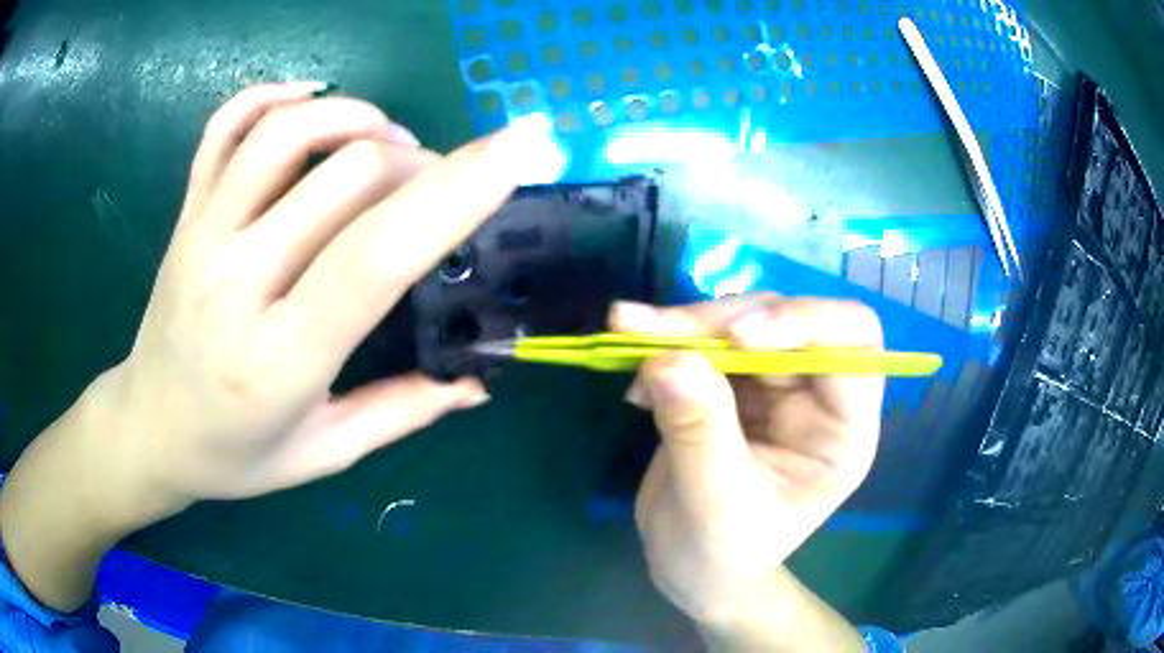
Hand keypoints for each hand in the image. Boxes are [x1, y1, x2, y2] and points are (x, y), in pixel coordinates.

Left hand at [1, 82, 533, 611]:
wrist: (148, 427)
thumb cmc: (233, 455)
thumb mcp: (323, 454)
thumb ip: (401, 412)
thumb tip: (478, 383)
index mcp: (279, 358)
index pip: (376, 253)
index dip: (455, 192)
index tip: (515, 152)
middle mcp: (236, 280)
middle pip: (347, 174)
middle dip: (419, 163)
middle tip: (438, 185)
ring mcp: (203, 234)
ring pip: (288, 131)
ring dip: (358, 119)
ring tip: (386, 145)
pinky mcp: (186, 211)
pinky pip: (226, 124)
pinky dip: (275, 94)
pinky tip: (313, 101)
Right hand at [611, 294, 883, 634]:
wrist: (693, 568)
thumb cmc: (723, 553)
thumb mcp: (714, 504)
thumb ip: (698, 432)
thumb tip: (669, 358)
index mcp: (843, 427)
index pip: (853, 342)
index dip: (804, 322)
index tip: (736, 336)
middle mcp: (816, 393)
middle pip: (785, 320)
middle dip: (721, 321)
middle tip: (652, 331)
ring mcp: (773, 384)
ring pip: (739, 320)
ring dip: (683, 324)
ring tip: (625, 332)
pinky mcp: (732, 382)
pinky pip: (702, 341)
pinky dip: (664, 344)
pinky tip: (634, 376)